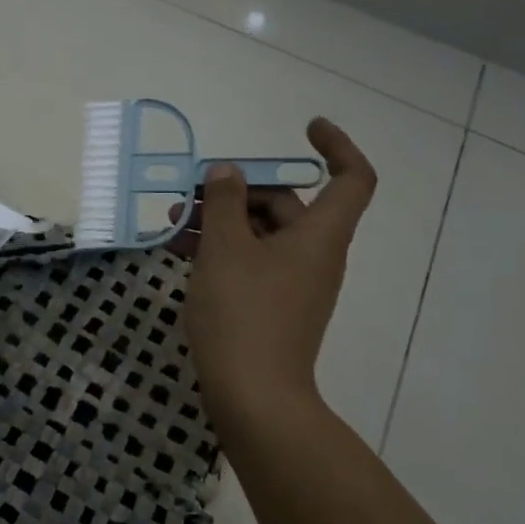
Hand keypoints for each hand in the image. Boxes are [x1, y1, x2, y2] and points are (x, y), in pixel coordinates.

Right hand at [180, 118, 376, 443]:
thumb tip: (227, 172)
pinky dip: (222, 251)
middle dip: (238, 191)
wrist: (253, 395)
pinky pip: (252, 262)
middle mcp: (314, 255)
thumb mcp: (225, 249)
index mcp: (318, 235)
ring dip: (221, 222)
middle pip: (287, 204)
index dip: (336, 146)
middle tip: (191, 193)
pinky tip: (180, 252)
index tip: (305, 129)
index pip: (351, 177)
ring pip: (261, 235)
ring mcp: (294, 283)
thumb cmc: (242, 313)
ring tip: (173, 223)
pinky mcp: (273, 306)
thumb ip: (223, 203)